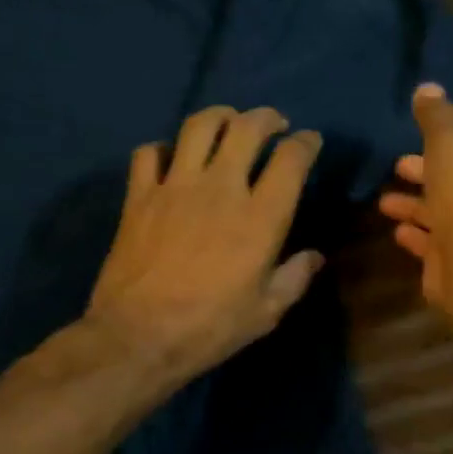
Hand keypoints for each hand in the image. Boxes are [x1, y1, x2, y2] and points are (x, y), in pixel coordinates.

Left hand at [86, 106, 324, 387]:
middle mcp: (221, 189)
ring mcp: (176, 187)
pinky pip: (149, 152)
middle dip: (266, 118)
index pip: (291, 159)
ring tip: (227, 123)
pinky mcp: (139, 196)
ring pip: (199, 126)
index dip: (305, 143)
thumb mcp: (265, 313)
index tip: (309, 142)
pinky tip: (171, 159)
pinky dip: (164, 148)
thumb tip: (314, 256)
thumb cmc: (209, 328)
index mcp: (260, 217)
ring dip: (219, 117)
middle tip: (273, 124)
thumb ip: (294, 278)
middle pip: (247, 128)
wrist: (138, 336)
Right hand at [378, 83, 452, 312]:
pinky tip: (397, 231)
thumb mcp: (448, 141)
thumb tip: (427, 87)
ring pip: (445, 211)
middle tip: (398, 166)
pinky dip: (417, 234)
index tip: (426, 138)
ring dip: (415, 205)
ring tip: (384, 202)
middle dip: (427, 172)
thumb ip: (436, 115)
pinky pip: (436, 242)